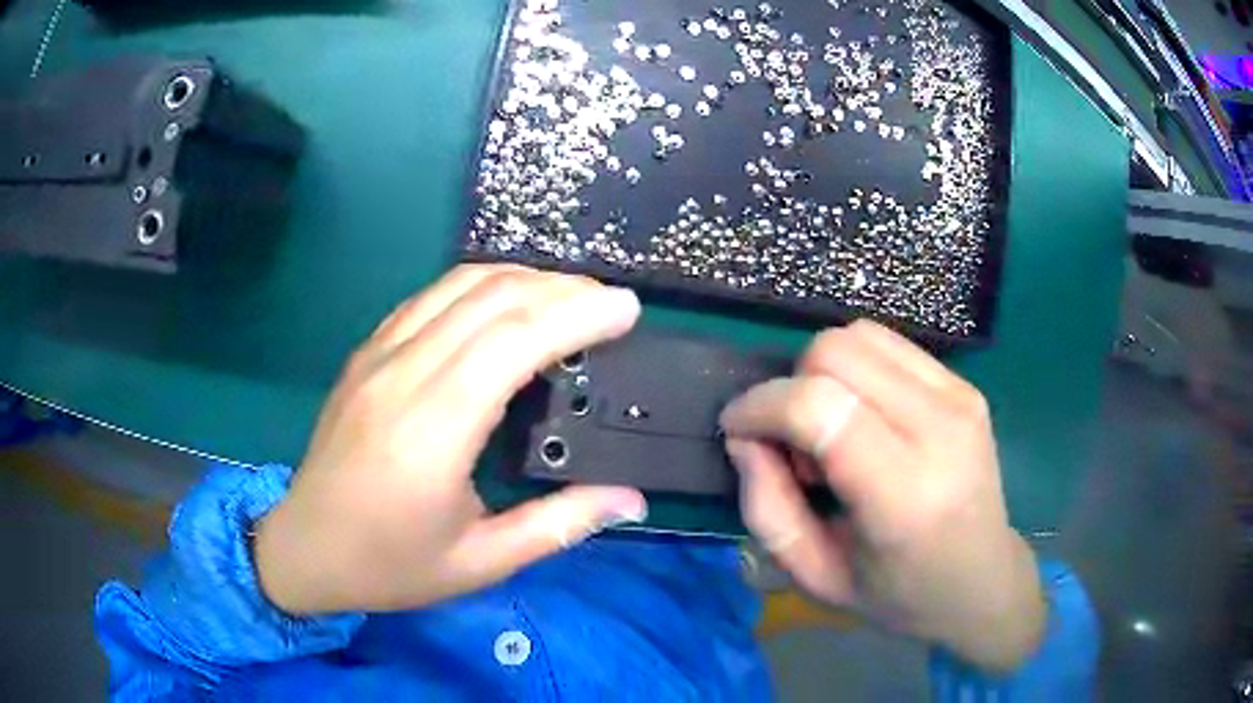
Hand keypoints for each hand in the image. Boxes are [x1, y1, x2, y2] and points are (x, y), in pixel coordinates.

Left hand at [255, 265, 647, 614]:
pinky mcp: (366, 353)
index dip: (577, 314)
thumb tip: (631, 500)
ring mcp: (378, 356)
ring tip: (569, 294)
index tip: (627, 310)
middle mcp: (403, 376)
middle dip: (562, 288)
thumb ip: (559, 524)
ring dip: (522, 278)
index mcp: (432, 431)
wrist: (304, 548)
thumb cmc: (390, 565)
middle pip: (491, 299)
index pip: (514, 341)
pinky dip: (479, 286)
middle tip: (609, 302)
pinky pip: (429, 298)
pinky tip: (504, 302)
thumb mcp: (480, 562)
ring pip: (458, 286)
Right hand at [720, 320, 1045, 671]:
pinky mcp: (964, 385)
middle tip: (796, 448)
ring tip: (833, 433)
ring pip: (859, 336)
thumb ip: (766, 508)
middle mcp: (940, 430)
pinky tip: (863, 417)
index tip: (737, 429)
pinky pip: (887, 345)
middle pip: (835, 352)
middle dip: (791, 389)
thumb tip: (744, 438)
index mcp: (905, 495)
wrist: (981, 582)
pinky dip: (855, 370)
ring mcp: (959, 398)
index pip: (819, 406)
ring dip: (822, 375)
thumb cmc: (897, 595)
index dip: (762, 405)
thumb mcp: (815, 576)